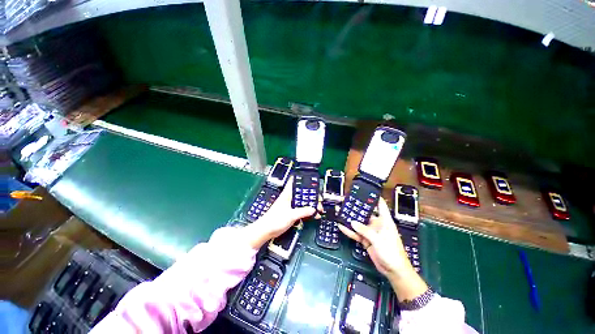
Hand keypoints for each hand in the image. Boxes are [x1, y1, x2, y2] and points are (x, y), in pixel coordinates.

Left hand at [244, 177, 315, 248]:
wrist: (266, 231)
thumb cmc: (274, 220)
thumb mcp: (291, 215)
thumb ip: (302, 211)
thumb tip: (313, 209)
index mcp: (287, 194)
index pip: (294, 182)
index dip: (302, 179)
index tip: (311, 180)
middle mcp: (289, 198)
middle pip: (302, 193)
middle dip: (311, 196)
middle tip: (319, 199)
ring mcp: (291, 206)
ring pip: (303, 202)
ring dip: (311, 205)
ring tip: (319, 209)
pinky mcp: (291, 213)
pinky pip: (302, 210)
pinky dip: (308, 212)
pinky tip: (314, 215)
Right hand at [337, 198, 426, 300]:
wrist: (394, 270)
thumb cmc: (392, 252)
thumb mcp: (379, 240)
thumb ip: (365, 230)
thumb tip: (352, 222)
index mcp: (385, 221)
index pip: (380, 205)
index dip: (374, 197)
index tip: (364, 191)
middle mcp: (377, 224)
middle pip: (365, 213)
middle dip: (356, 208)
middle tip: (346, 202)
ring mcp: (370, 232)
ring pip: (358, 223)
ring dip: (350, 219)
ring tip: (341, 212)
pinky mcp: (366, 240)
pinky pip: (356, 233)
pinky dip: (349, 231)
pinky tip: (341, 226)